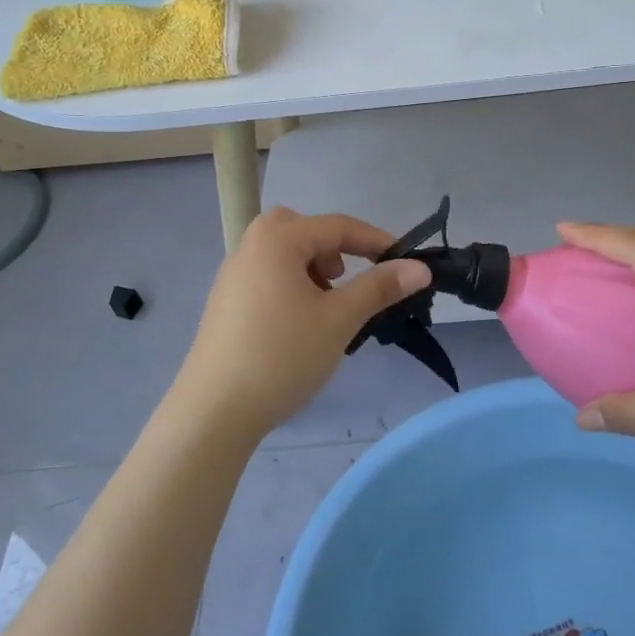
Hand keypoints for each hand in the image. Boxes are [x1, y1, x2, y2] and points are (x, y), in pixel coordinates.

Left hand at [166, 208, 431, 440]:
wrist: (215, 410)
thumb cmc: (282, 355)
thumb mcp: (339, 319)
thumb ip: (379, 287)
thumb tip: (420, 267)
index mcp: (276, 239)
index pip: (336, 226)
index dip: (375, 241)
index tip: (405, 262)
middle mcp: (250, 246)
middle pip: (303, 230)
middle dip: (334, 249)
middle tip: (345, 282)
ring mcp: (232, 274)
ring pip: (283, 253)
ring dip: (311, 268)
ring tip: (324, 308)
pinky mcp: (225, 301)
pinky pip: (266, 275)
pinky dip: (290, 285)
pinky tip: (296, 326)